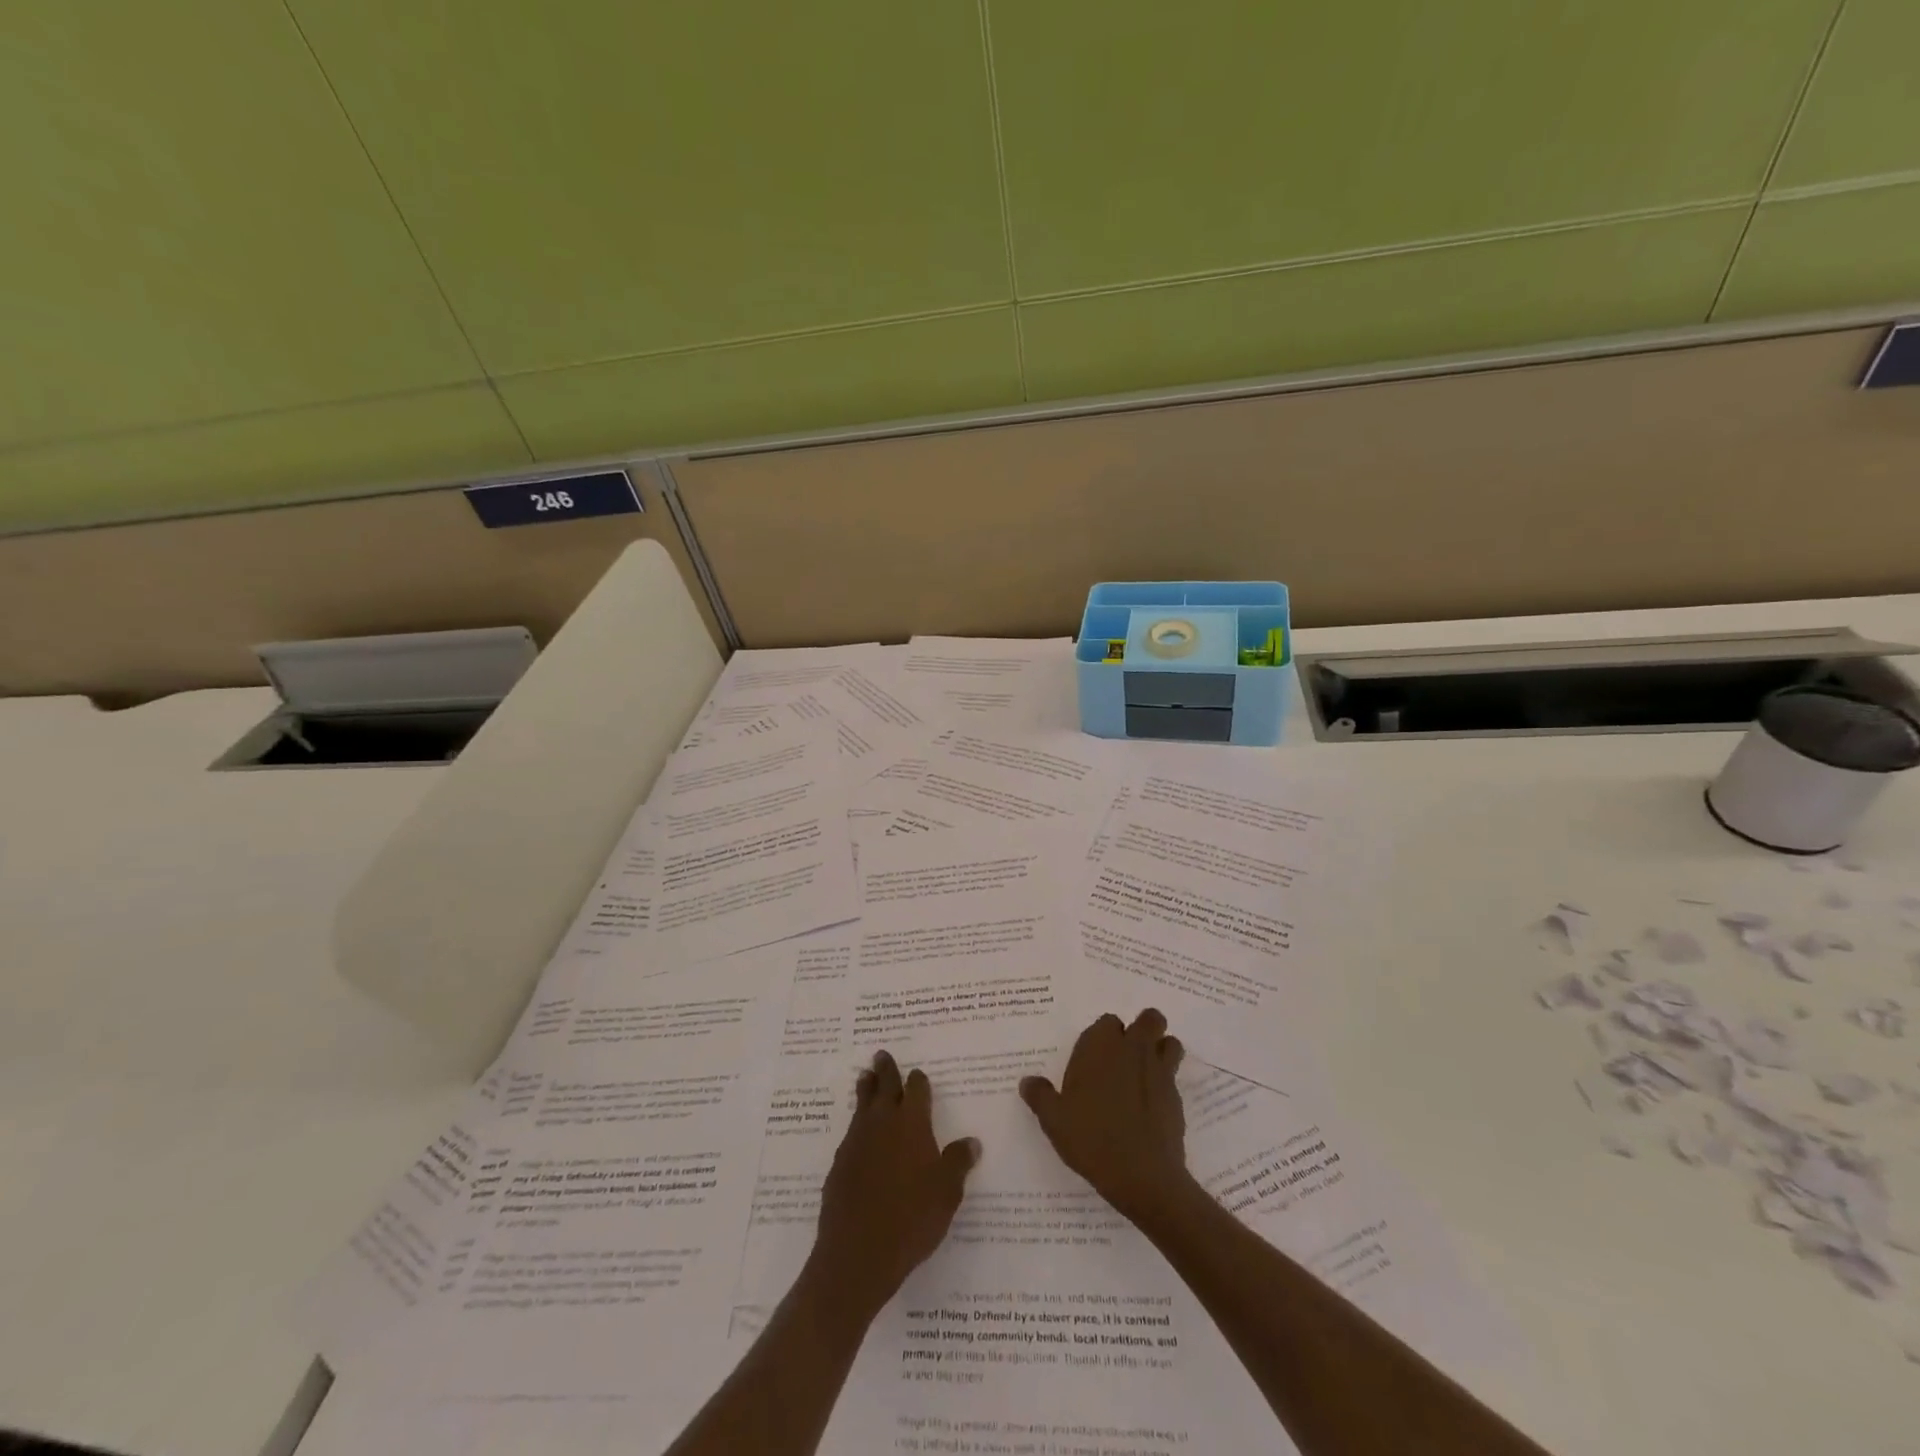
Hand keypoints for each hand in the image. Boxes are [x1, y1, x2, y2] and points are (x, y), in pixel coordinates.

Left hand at [810, 1051, 979, 1315]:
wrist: (858, 1252)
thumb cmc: (912, 1219)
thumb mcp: (947, 1193)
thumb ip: (958, 1162)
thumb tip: (971, 1141)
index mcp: (912, 1123)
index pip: (916, 1089)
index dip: (919, 1081)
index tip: (918, 1074)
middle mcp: (882, 1123)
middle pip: (883, 1086)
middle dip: (885, 1070)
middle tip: (881, 1055)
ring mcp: (857, 1141)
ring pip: (862, 1105)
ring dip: (865, 1090)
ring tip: (864, 1078)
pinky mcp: (839, 1164)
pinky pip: (851, 1133)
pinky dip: (857, 1125)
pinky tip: (860, 1136)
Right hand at [1020, 1009, 1189, 1220]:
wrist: (1142, 1175)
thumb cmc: (1091, 1138)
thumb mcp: (1054, 1119)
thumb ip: (1040, 1095)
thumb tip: (1027, 1081)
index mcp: (1101, 1046)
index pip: (1107, 1022)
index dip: (1103, 1036)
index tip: (1094, 1057)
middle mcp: (1133, 1049)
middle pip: (1148, 1019)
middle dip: (1142, 1029)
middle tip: (1126, 1055)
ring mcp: (1159, 1071)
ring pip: (1169, 1042)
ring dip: (1161, 1049)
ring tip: (1145, 1072)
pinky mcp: (1177, 1097)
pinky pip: (1175, 1076)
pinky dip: (1166, 1083)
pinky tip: (1151, 1106)